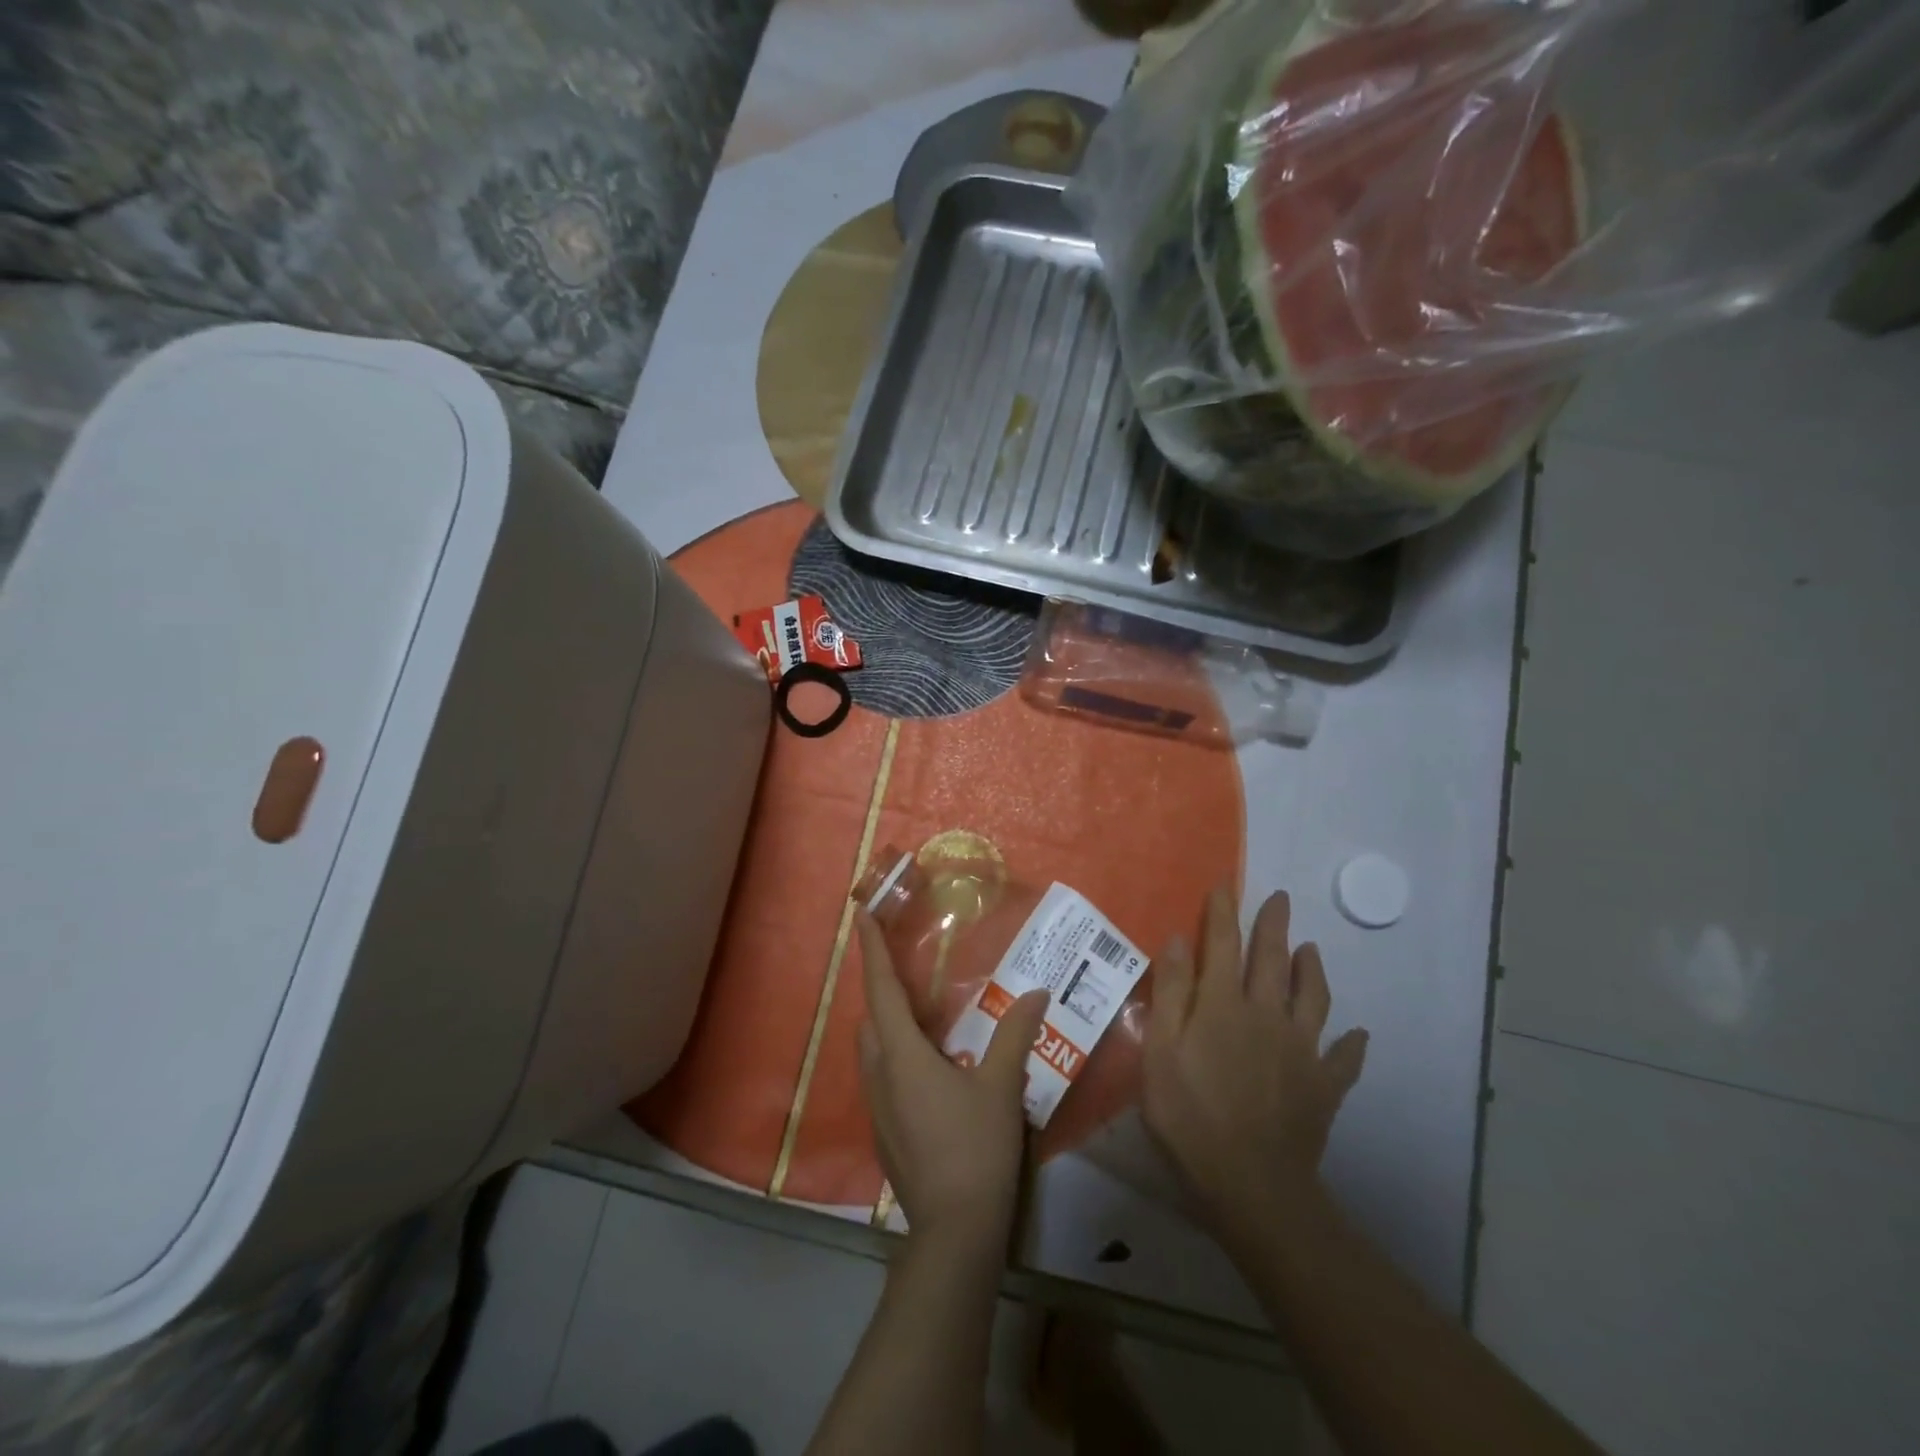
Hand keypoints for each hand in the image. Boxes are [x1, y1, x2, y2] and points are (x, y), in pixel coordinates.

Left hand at [856, 909, 1049, 1251]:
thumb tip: (1036, 993)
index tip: (861, 916)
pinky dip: (897, 1057)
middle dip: (883, 989)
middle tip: (909, 971)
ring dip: (889, 1026)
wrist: (954, 1229)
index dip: (871, 950)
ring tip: (925, 1018)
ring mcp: (877, 1106)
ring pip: (873, 1050)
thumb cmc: (976, 1147)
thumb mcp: (1002, 1086)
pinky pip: (882, 1077)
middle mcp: (880, 1073)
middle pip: (872, 1018)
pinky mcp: (884, 1132)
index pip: (881, 989)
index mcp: (902, 1054)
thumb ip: (1015, 1035)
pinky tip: (931, 1070)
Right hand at [1142, 886, 1367, 1241]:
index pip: (1223, 945)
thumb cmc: (1190, 1113)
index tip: (1225, 887)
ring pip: (1314, 999)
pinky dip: (1352, 1045)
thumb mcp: (1160, 1050)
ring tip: (1312, 950)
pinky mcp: (1324, 1086)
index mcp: (1223, 1004)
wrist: (1251, 1182)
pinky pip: (1343, 1059)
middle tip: (1281, 898)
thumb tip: (1178, 941)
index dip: (1223, 913)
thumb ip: (1171, 993)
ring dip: (1313, 970)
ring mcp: (1301, 1050)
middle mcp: (1267, 1015)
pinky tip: (1358, 1036)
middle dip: (1274, 926)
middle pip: (1272, 960)